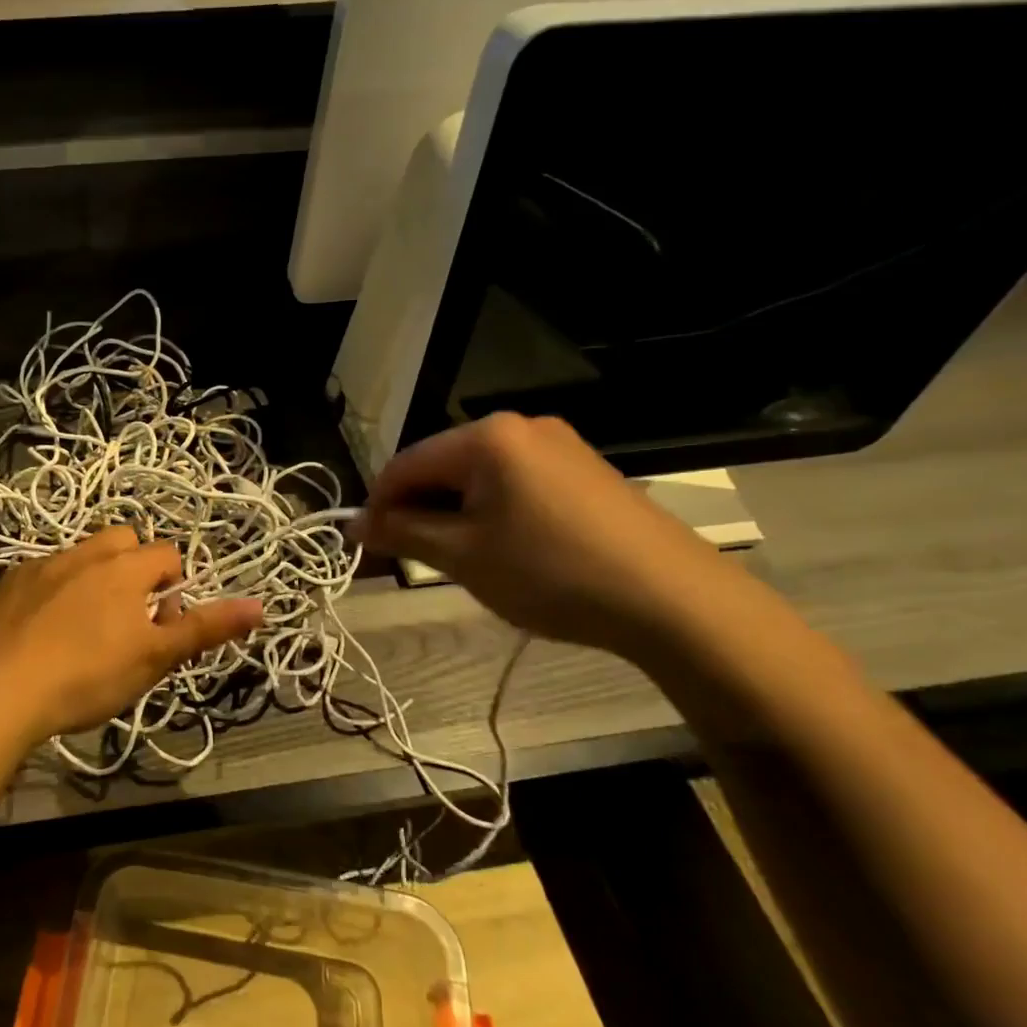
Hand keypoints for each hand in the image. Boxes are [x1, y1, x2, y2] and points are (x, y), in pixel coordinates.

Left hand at [0, 526, 264, 746]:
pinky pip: (44, 573)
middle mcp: (83, 553)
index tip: (159, 629)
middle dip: (135, 571)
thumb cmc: (86, 676)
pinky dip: (55, 590)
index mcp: (123, 567)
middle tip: (126, 623)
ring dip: (95, 578)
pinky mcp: (8, 583)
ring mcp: (41, 565)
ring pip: (82, 555)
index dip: (174, 589)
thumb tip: (260, 606)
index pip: (167, 555)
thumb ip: (205, 628)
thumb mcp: (154, 658)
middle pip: (124, 541)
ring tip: (84, 628)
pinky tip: (43, 631)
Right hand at [351, 413, 755, 657]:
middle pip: (441, 466)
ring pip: (477, 476)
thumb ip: (401, 533)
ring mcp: (558, 444)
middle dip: (417, 510)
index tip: (365, 547)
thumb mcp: (462, 556)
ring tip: (456, 559)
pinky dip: (490, 512)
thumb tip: (353, 524)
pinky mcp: (583, 469)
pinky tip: (501, 549)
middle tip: (409, 558)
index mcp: (486, 437)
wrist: (673, 599)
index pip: (404, 464)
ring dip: (452, 513)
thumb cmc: (551, 572)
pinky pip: (513, 482)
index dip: (377, 505)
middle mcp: (520, 426)